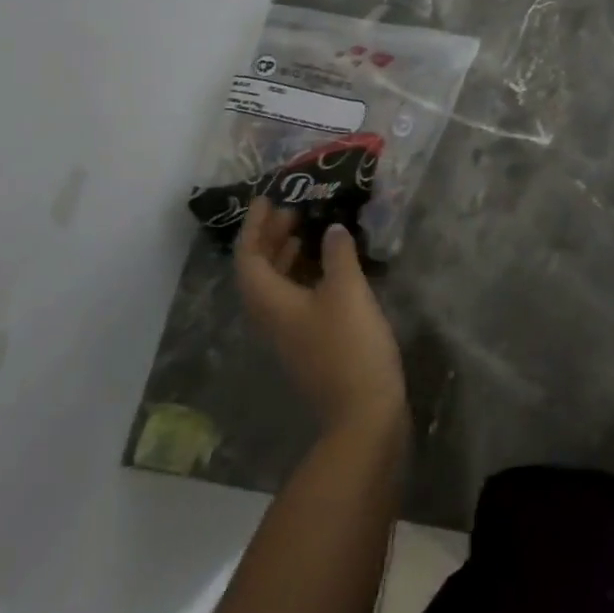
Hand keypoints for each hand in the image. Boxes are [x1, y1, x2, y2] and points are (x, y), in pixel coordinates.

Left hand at [236, 200, 406, 434]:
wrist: (364, 413)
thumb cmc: (350, 345)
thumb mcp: (347, 291)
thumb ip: (337, 255)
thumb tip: (330, 230)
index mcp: (272, 304)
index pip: (249, 259)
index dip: (254, 227)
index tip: (268, 199)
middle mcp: (273, 319)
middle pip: (259, 272)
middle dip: (269, 238)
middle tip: (291, 210)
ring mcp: (291, 335)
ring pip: (277, 287)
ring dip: (286, 256)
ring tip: (307, 231)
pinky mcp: (311, 344)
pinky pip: (295, 299)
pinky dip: (304, 275)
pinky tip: (329, 268)